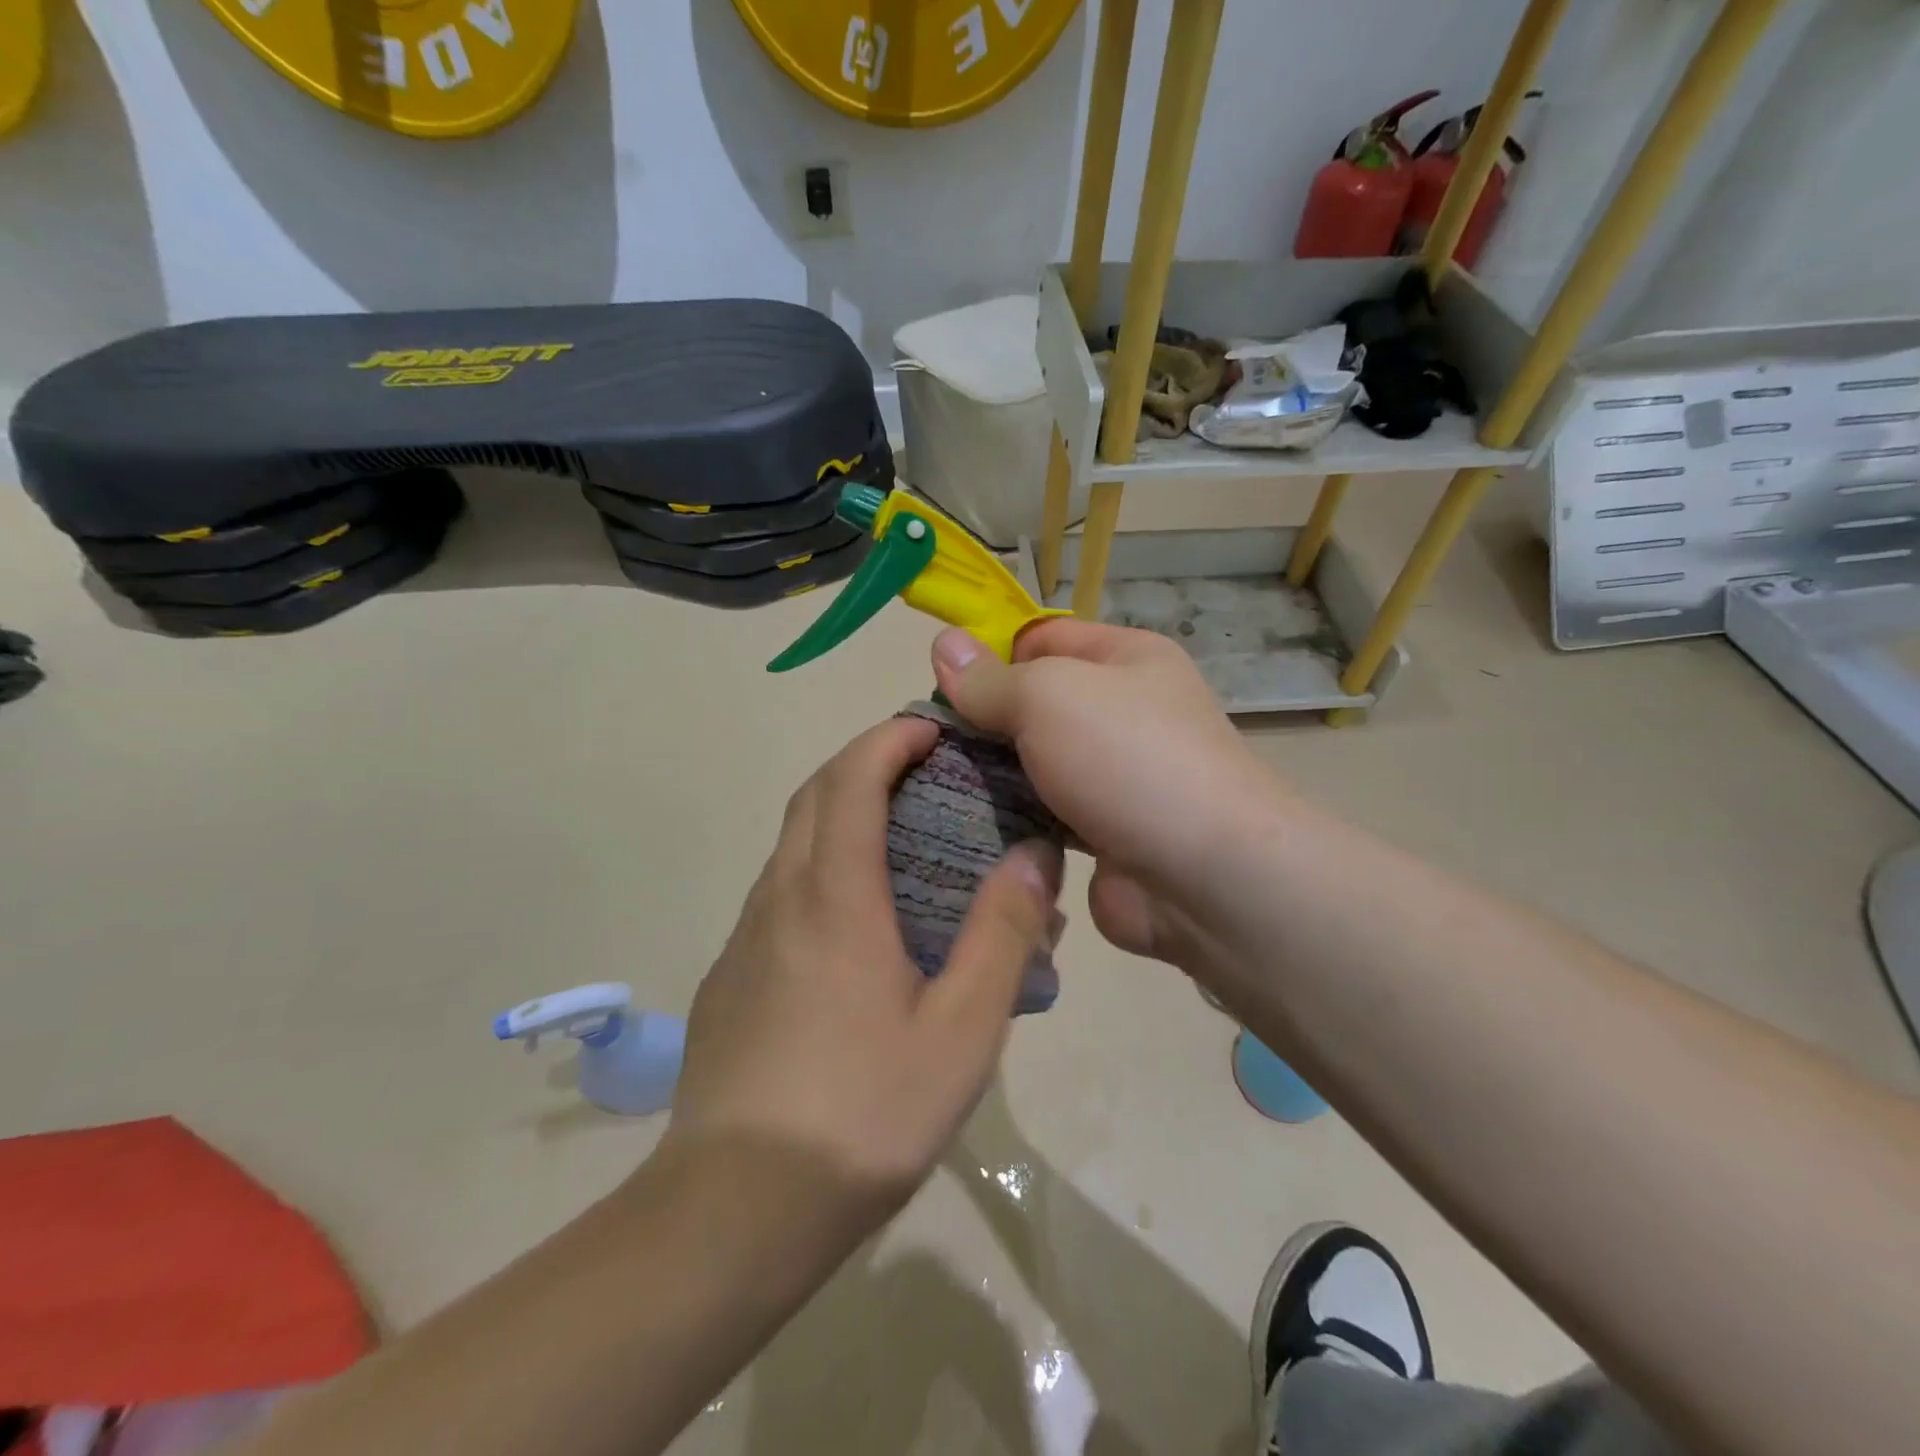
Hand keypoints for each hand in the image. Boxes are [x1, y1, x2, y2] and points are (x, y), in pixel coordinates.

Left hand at [667, 716, 1061, 1219]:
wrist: (736, 1208)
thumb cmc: (864, 1113)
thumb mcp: (962, 1030)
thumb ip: (1003, 934)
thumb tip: (1033, 855)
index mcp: (833, 896)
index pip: (852, 778)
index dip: (890, 739)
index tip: (933, 730)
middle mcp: (781, 896)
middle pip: (815, 795)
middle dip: (866, 761)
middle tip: (925, 770)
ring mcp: (747, 935)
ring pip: (793, 842)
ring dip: (842, 812)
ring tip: (902, 835)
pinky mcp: (732, 973)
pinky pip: (781, 889)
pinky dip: (822, 864)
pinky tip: (860, 919)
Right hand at [931, 621, 1285, 971]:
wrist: (1206, 876)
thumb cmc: (1127, 758)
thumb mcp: (1049, 696)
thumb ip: (991, 678)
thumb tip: (943, 644)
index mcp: (1126, 659)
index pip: (1043, 638)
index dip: (992, 655)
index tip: (940, 687)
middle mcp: (1125, 712)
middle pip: (1036, 705)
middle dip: (985, 723)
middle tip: (929, 745)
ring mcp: (1115, 777)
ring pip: (1036, 765)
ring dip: (993, 777)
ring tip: (933, 787)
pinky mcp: (1103, 834)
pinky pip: (1044, 817)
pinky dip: (1013, 822)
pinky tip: (966, 827)